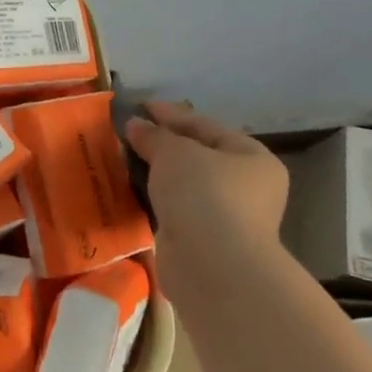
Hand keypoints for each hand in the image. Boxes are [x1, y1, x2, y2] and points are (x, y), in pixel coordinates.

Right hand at [125, 103, 288, 294]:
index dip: (170, 114)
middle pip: (196, 156)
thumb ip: (154, 135)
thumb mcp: (175, 153)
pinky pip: (173, 209)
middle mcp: (246, 186)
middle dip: (161, 145)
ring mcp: (225, 217)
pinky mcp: (202, 240)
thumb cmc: (204, 195)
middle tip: (126, 134)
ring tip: (120, 159)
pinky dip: (153, 199)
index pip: (205, 126)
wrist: (212, 265)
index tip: (138, 107)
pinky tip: (129, 190)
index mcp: (251, 157)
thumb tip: (135, 125)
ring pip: (183, 185)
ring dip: (155, 174)